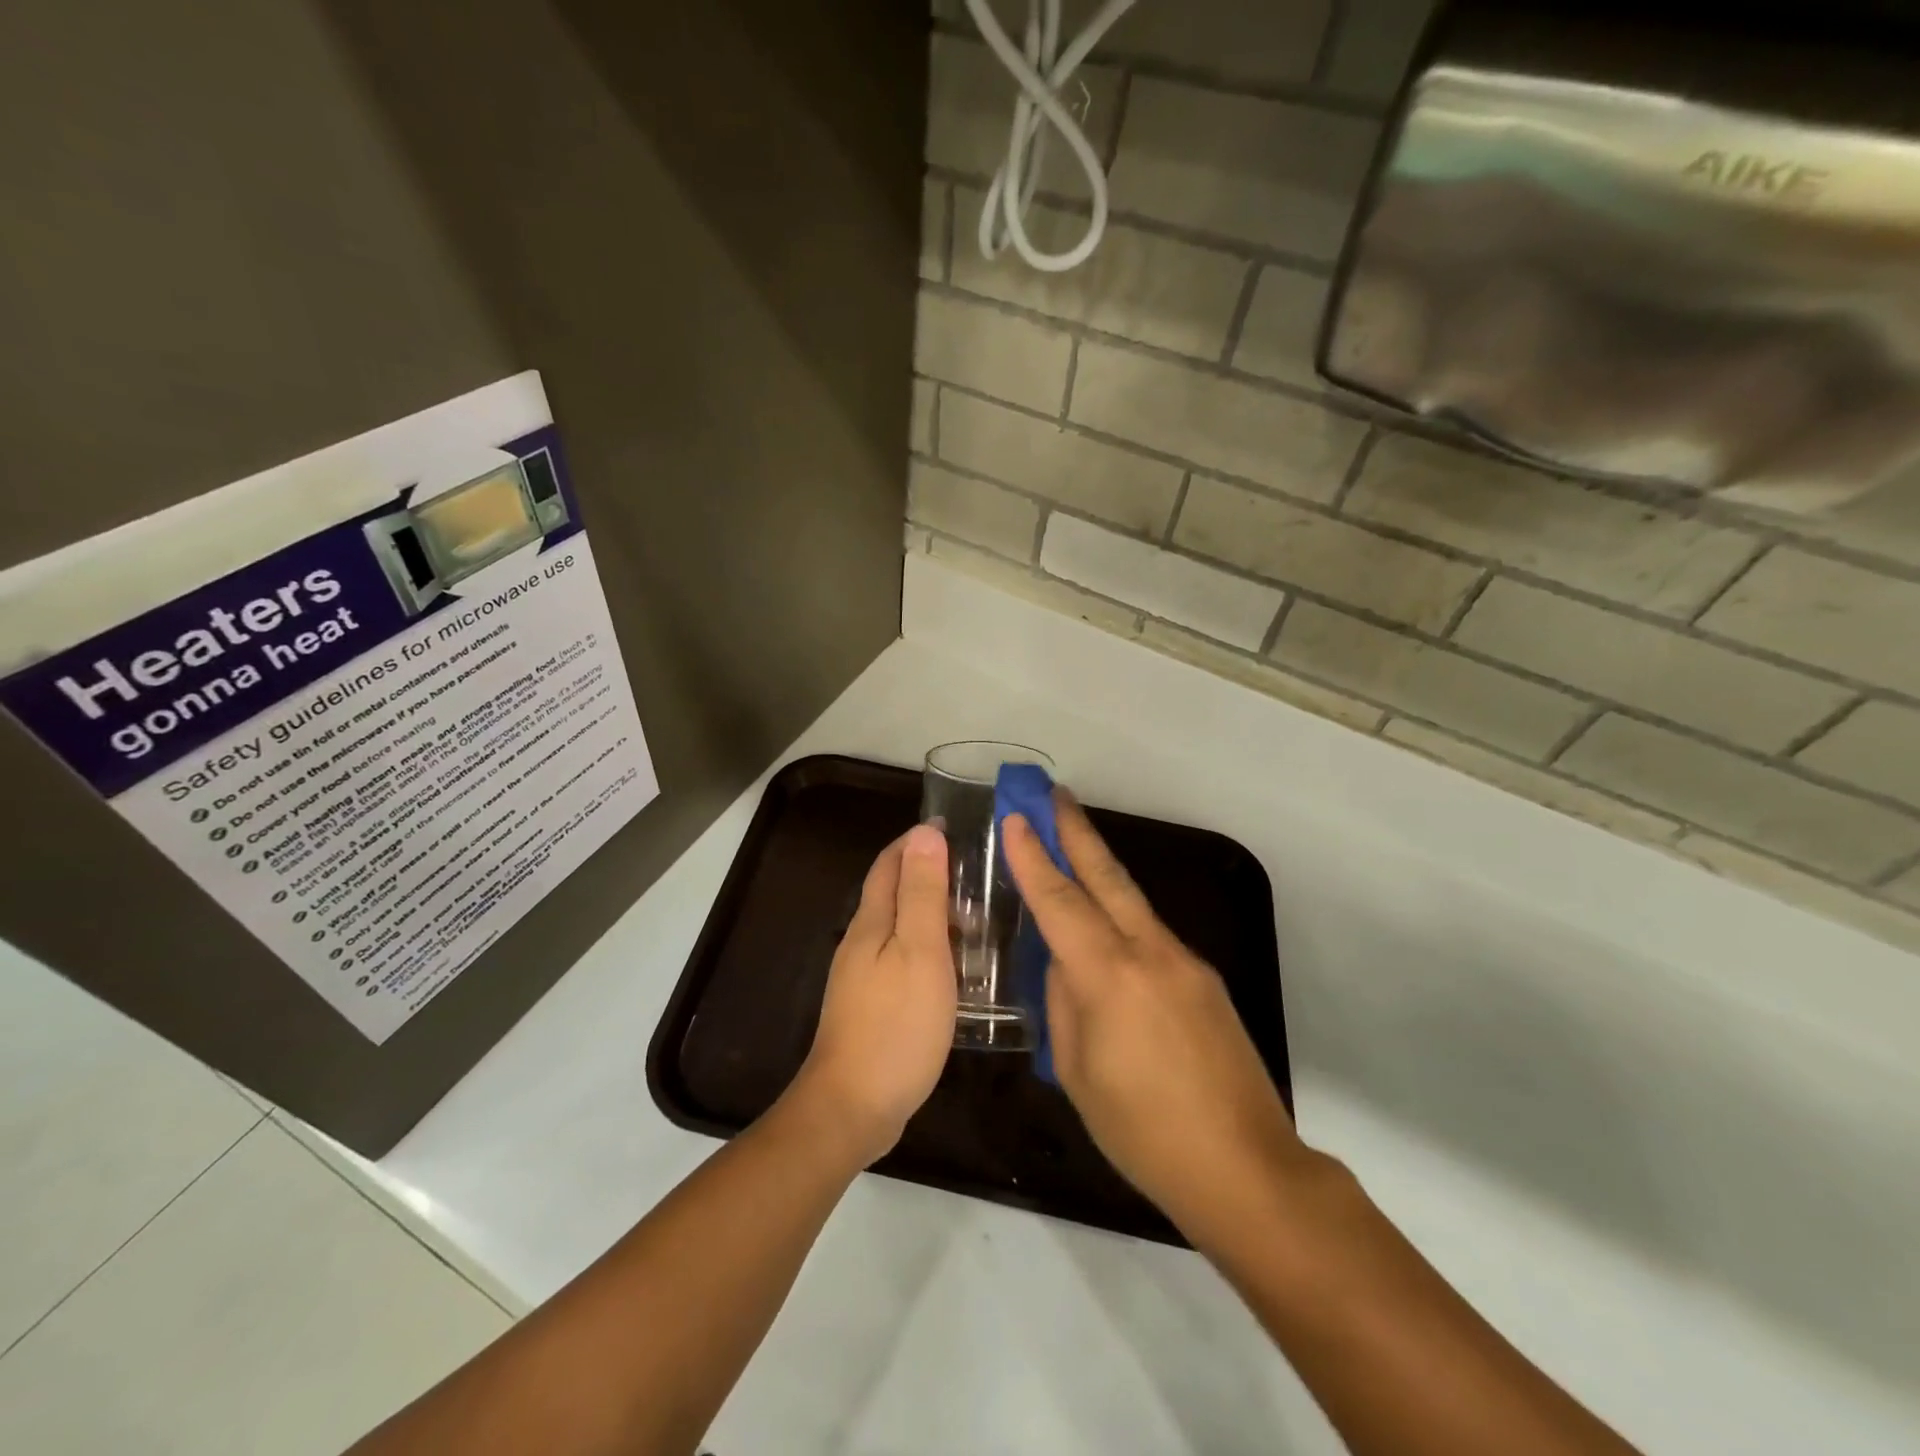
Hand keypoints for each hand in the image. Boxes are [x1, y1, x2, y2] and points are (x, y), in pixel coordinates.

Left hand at [790, 824, 956, 1166]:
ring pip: (898, 927)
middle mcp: (862, 942)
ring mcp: (863, 977)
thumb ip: (922, 893)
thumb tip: (924, 833)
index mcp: (872, 923)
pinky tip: (954, 967)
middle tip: (976, 874)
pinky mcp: (872, 1006)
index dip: (917, 841)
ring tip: (976, 917)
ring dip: (931, 912)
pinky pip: (902, 959)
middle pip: (892, 893)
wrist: (853, 1108)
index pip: (890, 863)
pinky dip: (929, 948)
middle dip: (926, 873)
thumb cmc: (895, 1025)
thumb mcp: (920, 952)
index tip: (955, 829)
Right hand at [1003, 796, 1306, 1237]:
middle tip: (1053, 794)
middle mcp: (1150, 953)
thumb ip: (1065, 1003)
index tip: (1014, 816)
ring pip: (1131, 900)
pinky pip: (1149, 931)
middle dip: (1075, 832)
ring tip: (1071, 841)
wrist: (1244, 1167)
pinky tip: (1105, 922)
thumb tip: (1064, 963)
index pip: (1060, 901)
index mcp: (1110, 976)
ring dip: (1098, 865)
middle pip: (1106, 877)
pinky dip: (1120, 911)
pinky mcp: (1203, 979)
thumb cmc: (1143, 1131)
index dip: (1033, 857)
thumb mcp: (1077, 1071)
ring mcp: (1184, 961)